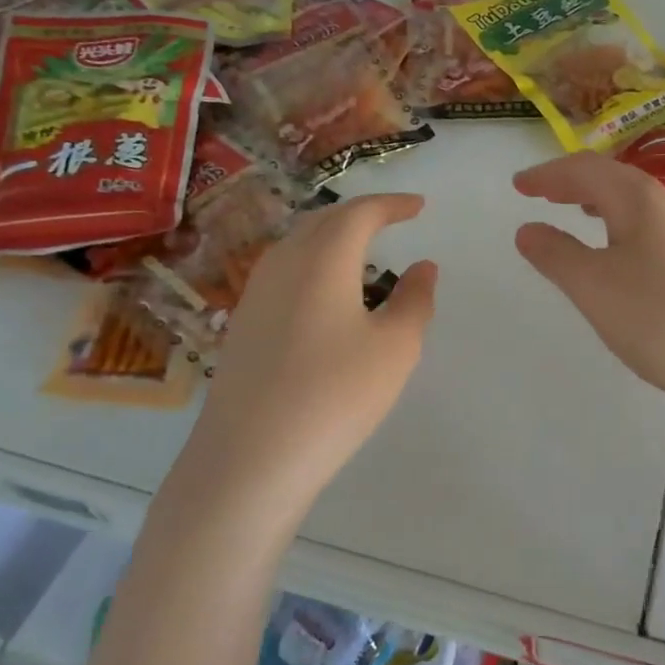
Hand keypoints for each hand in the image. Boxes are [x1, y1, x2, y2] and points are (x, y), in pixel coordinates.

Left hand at [178, 193, 437, 515]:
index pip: (359, 212)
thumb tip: (422, 266)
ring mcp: (255, 294)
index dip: (392, 204)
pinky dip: (314, 268)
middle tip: (392, 221)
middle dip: (361, 215)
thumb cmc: (335, 395)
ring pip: (298, 246)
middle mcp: (282, 264)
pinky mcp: (242, 325)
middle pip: (323, 221)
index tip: (419, 207)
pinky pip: (284, 275)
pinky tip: (327, 300)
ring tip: (364, 257)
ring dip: (333, 240)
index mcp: (322, 258)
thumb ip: (415, 299)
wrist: (249, 459)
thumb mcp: (395, 348)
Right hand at [513, 153, 664, 418]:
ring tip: (580, 214)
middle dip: (575, 183)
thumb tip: (528, 229)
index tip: (518, 185)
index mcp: (641, 199)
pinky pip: (656, 229)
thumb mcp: (594, 287)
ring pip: (640, 205)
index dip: (548, 175)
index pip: (586, 170)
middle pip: (616, 179)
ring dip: (603, 203)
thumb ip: (556, 254)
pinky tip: (625, 256)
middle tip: (543, 194)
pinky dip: (626, 228)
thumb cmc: (660, 319)